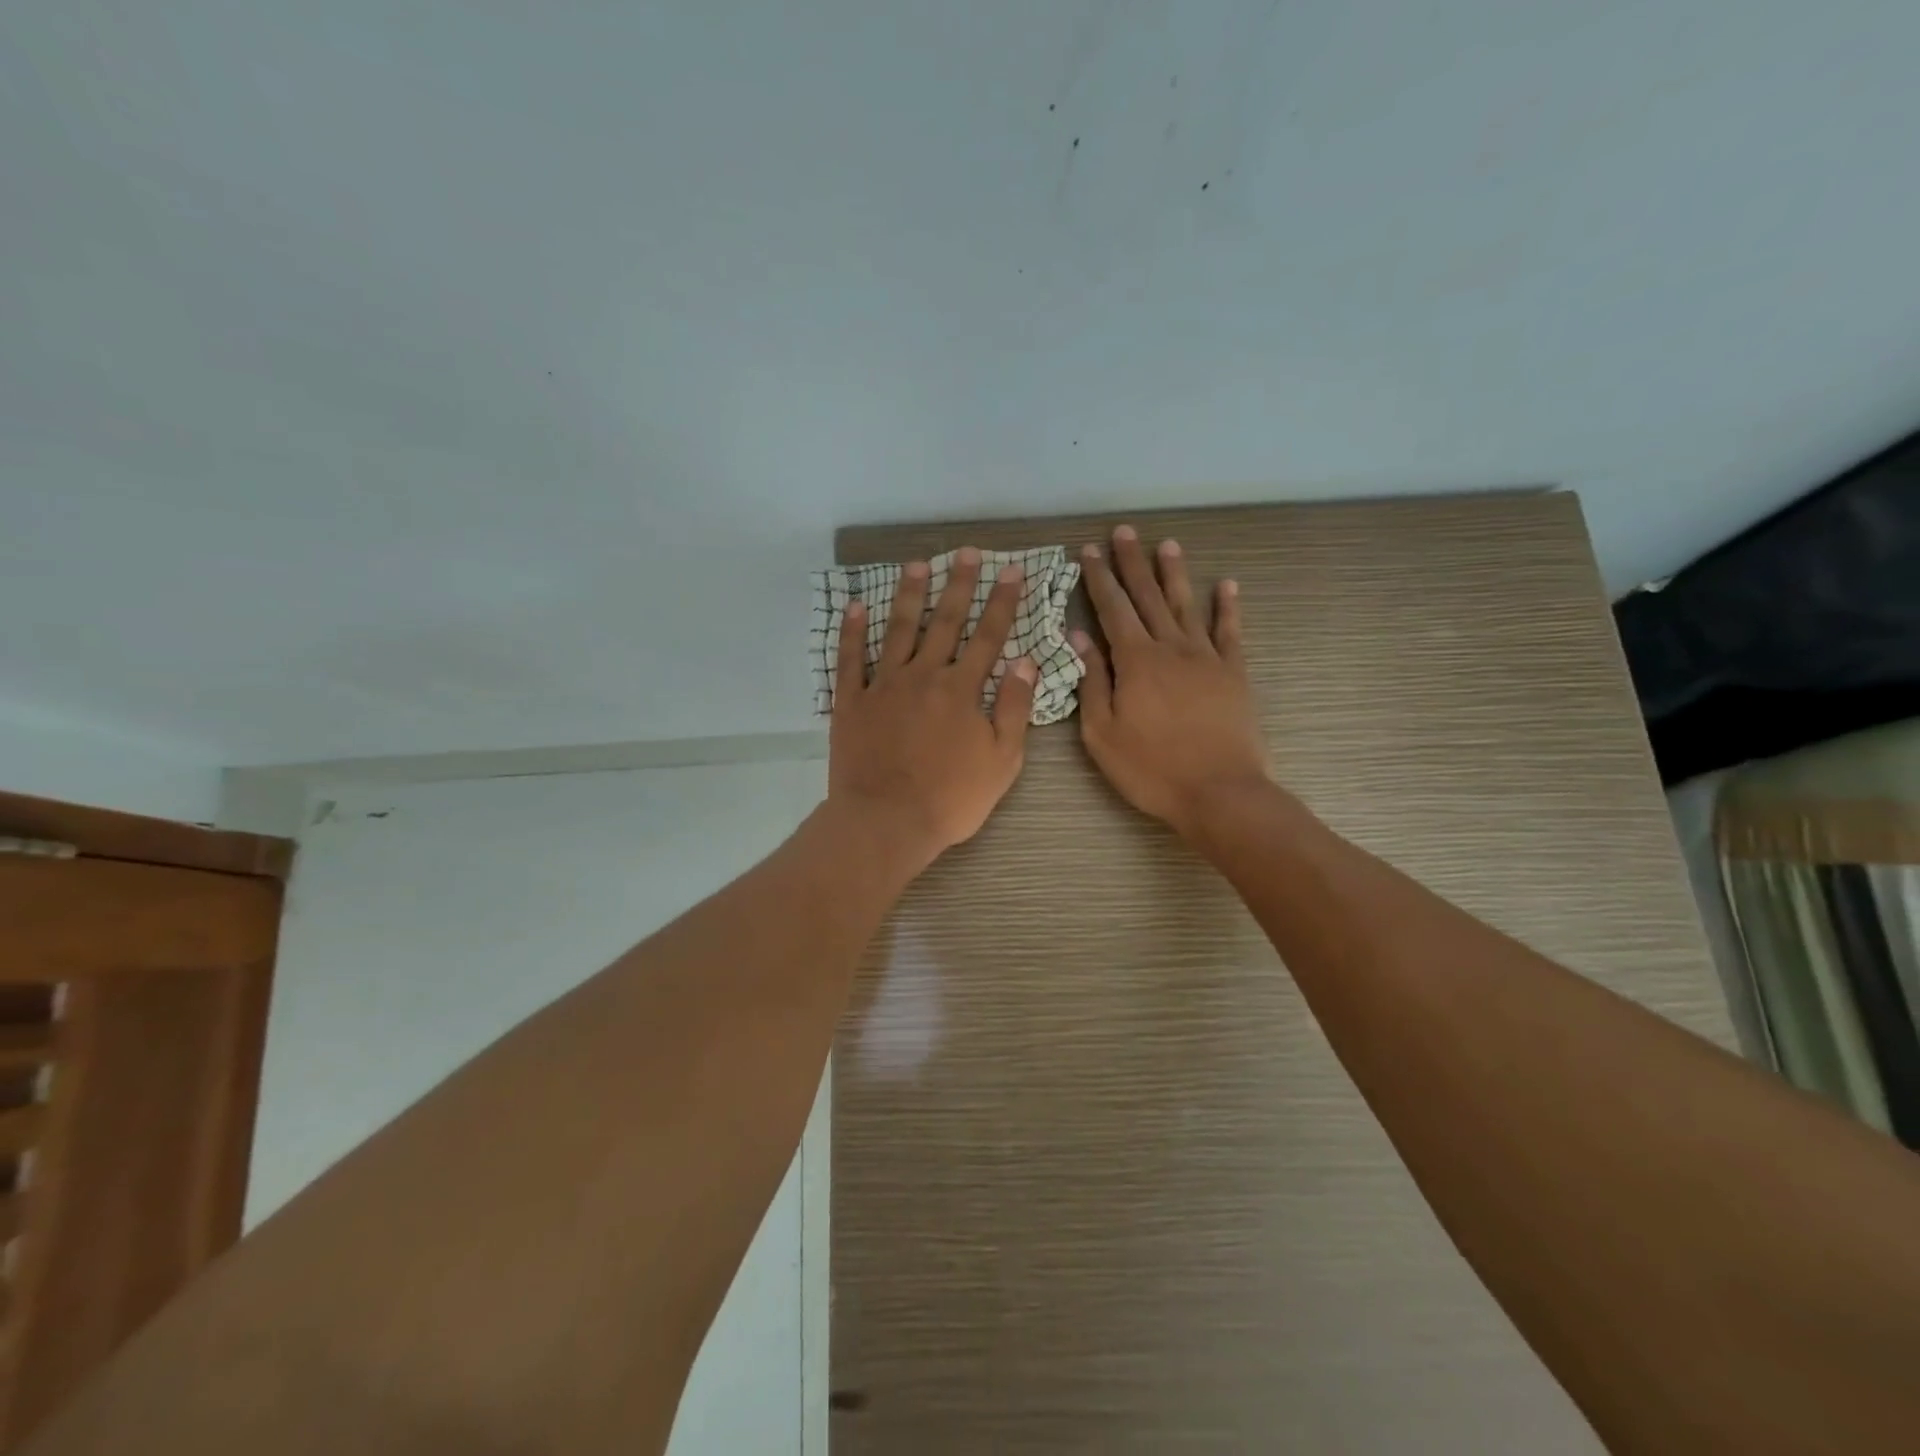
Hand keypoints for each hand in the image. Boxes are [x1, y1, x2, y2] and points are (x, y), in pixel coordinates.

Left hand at [828, 548, 1036, 869]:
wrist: (886, 821)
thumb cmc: (951, 798)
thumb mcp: (1001, 761)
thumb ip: (1014, 709)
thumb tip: (1026, 663)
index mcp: (962, 690)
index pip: (988, 636)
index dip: (1002, 602)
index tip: (1011, 571)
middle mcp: (924, 676)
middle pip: (945, 622)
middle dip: (959, 585)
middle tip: (966, 552)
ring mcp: (883, 685)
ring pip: (898, 630)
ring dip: (909, 595)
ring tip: (916, 564)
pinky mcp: (851, 701)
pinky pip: (850, 659)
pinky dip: (851, 632)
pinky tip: (855, 607)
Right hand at [1073, 526, 1271, 837]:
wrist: (1219, 792)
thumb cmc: (1151, 768)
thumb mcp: (1102, 733)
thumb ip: (1091, 681)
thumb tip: (1079, 636)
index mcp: (1135, 661)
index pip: (1112, 609)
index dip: (1099, 578)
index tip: (1088, 551)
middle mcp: (1171, 648)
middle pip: (1148, 596)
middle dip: (1132, 563)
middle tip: (1124, 532)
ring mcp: (1207, 658)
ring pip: (1187, 605)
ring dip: (1175, 573)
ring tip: (1166, 544)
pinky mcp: (1234, 673)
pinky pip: (1230, 632)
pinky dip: (1228, 607)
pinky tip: (1227, 585)